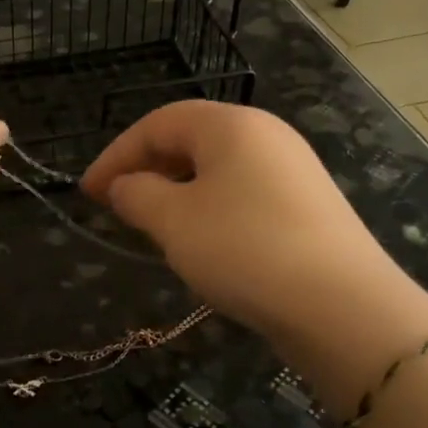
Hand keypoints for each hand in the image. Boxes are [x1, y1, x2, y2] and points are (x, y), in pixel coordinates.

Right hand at [82, 102, 427, 404]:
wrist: (340, 305)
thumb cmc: (244, 249)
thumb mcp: (174, 222)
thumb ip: (136, 195)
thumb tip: (124, 186)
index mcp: (231, 125)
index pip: (158, 123)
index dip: (115, 155)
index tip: (87, 193)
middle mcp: (265, 135)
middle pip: (190, 140)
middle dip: (146, 170)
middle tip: (118, 207)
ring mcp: (292, 169)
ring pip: (217, 170)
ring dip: (176, 192)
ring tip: (155, 227)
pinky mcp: (306, 205)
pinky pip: (243, 193)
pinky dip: (209, 209)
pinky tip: (203, 242)